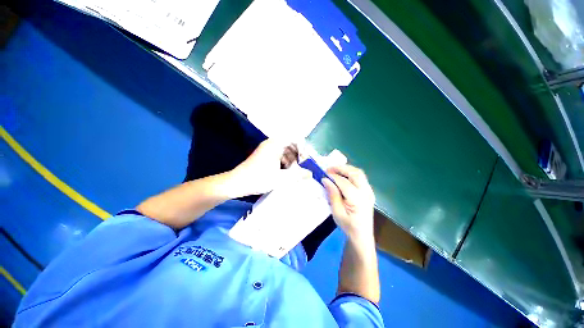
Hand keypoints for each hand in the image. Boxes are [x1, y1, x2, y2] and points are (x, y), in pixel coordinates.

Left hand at [229, 139, 308, 196]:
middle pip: (290, 144)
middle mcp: (271, 144)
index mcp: (276, 144)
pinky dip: (284, 163)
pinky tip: (284, 173)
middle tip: (301, 166)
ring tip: (293, 171)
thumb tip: (310, 174)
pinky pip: (278, 156)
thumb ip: (298, 175)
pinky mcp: (264, 156)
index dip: (303, 147)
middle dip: (298, 155)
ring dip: (291, 160)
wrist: (237, 183)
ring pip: (285, 151)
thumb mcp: (281, 178)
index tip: (305, 159)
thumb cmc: (259, 178)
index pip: (295, 138)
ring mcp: (267, 150)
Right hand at [322, 165, 374, 237]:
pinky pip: (360, 177)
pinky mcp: (369, 191)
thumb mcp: (337, 212)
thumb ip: (333, 194)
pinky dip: (351, 173)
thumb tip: (326, 180)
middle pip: (355, 173)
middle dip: (341, 168)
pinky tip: (343, 176)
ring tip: (335, 170)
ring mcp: (369, 191)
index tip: (324, 175)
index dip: (333, 177)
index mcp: (358, 200)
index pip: (344, 183)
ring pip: (359, 173)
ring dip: (347, 169)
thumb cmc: (348, 226)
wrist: (362, 235)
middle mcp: (366, 193)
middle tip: (329, 169)